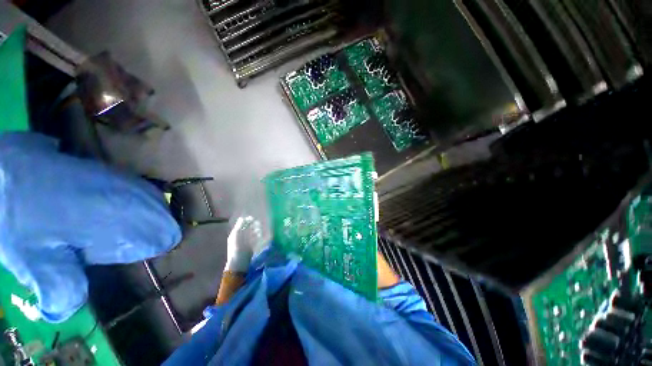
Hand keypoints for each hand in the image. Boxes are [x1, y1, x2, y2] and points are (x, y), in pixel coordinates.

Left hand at [224, 216, 261, 272]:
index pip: (242, 223)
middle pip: (249, 227)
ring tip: (260, 231)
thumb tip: (243, 217)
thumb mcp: (236, 235)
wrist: (239, 264)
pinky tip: (261, 236)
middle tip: (259, 225)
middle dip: (254, 225)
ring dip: (257, 230)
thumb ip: (239, 226)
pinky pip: (256, 238)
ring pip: (253, 232)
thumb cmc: (236, 249)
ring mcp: (246, 241)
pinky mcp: (251, 246)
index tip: (254, 219)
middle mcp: (241, 236)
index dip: (248, 220)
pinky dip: (259, 236)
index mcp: (236, 233)